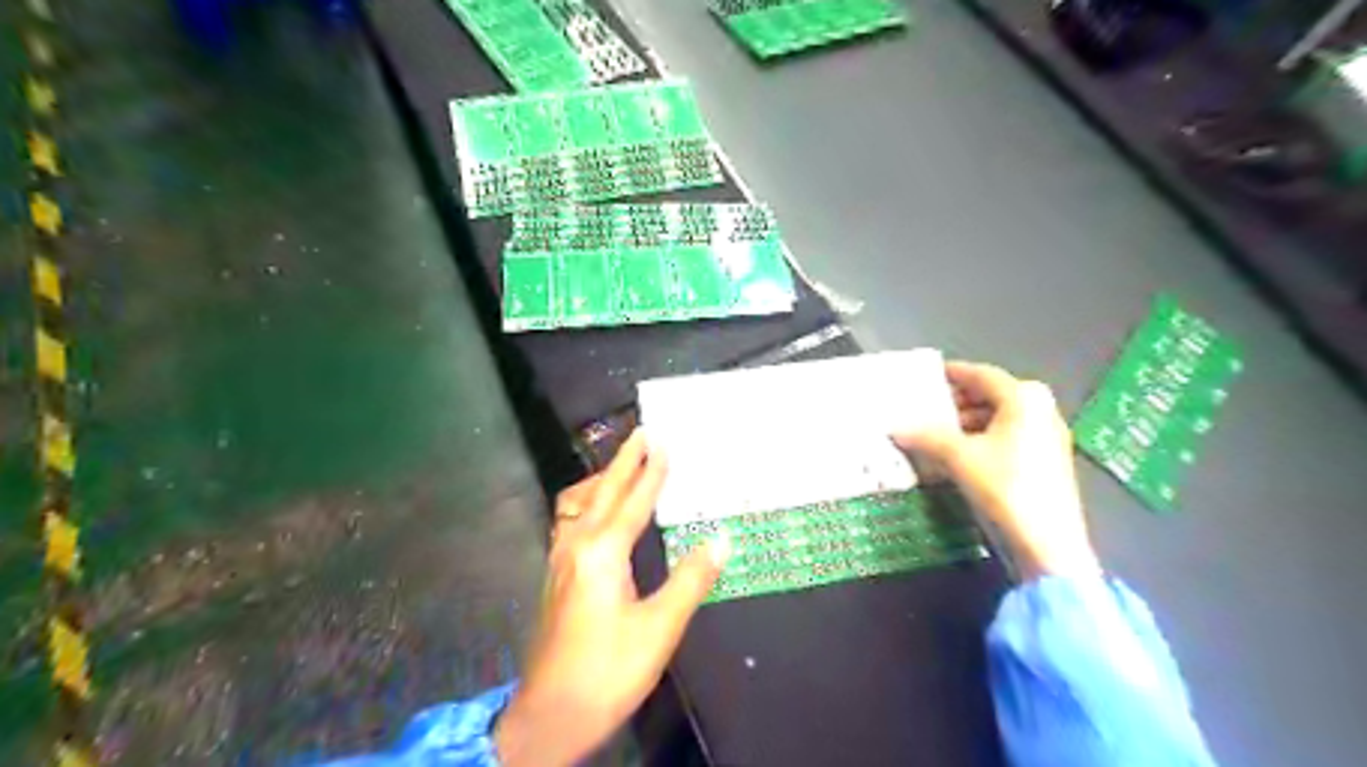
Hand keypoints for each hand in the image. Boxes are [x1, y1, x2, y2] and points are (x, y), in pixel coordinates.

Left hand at [496, 430, 729, 766]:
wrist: (551, 714)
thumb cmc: (610, 671)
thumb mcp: (660, 628)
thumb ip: (691, 579)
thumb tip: (721, 538)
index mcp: (601, 552)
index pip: (633, 501)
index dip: (651, 471)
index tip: (663, 441)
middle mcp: (576, 545)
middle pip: (602, 492)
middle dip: (623, 461)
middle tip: (642, 433)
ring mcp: (560, 559)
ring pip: (580, 503)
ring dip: (603, 479)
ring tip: (623, 465)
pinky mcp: (556, 574)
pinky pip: (572, 520)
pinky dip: (589, 501)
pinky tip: (598, 512)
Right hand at [898, 362, 1095, 576]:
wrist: (1048, 543)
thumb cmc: (1004, 487)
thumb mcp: (958, 458)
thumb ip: (925, 437)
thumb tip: (895, 430)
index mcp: (1023, 398)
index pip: (980, 374)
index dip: (951, 374)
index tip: (925, 377)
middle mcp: (1040, 409)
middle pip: (991, 395)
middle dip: (957, 401)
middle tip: (925, 408)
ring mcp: (1047, 436)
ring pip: (999, 418)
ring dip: (967, 423)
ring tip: (935, 433)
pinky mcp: (1046, 461)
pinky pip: (1008, 437)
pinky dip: (982, 439)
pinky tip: (958, 454)